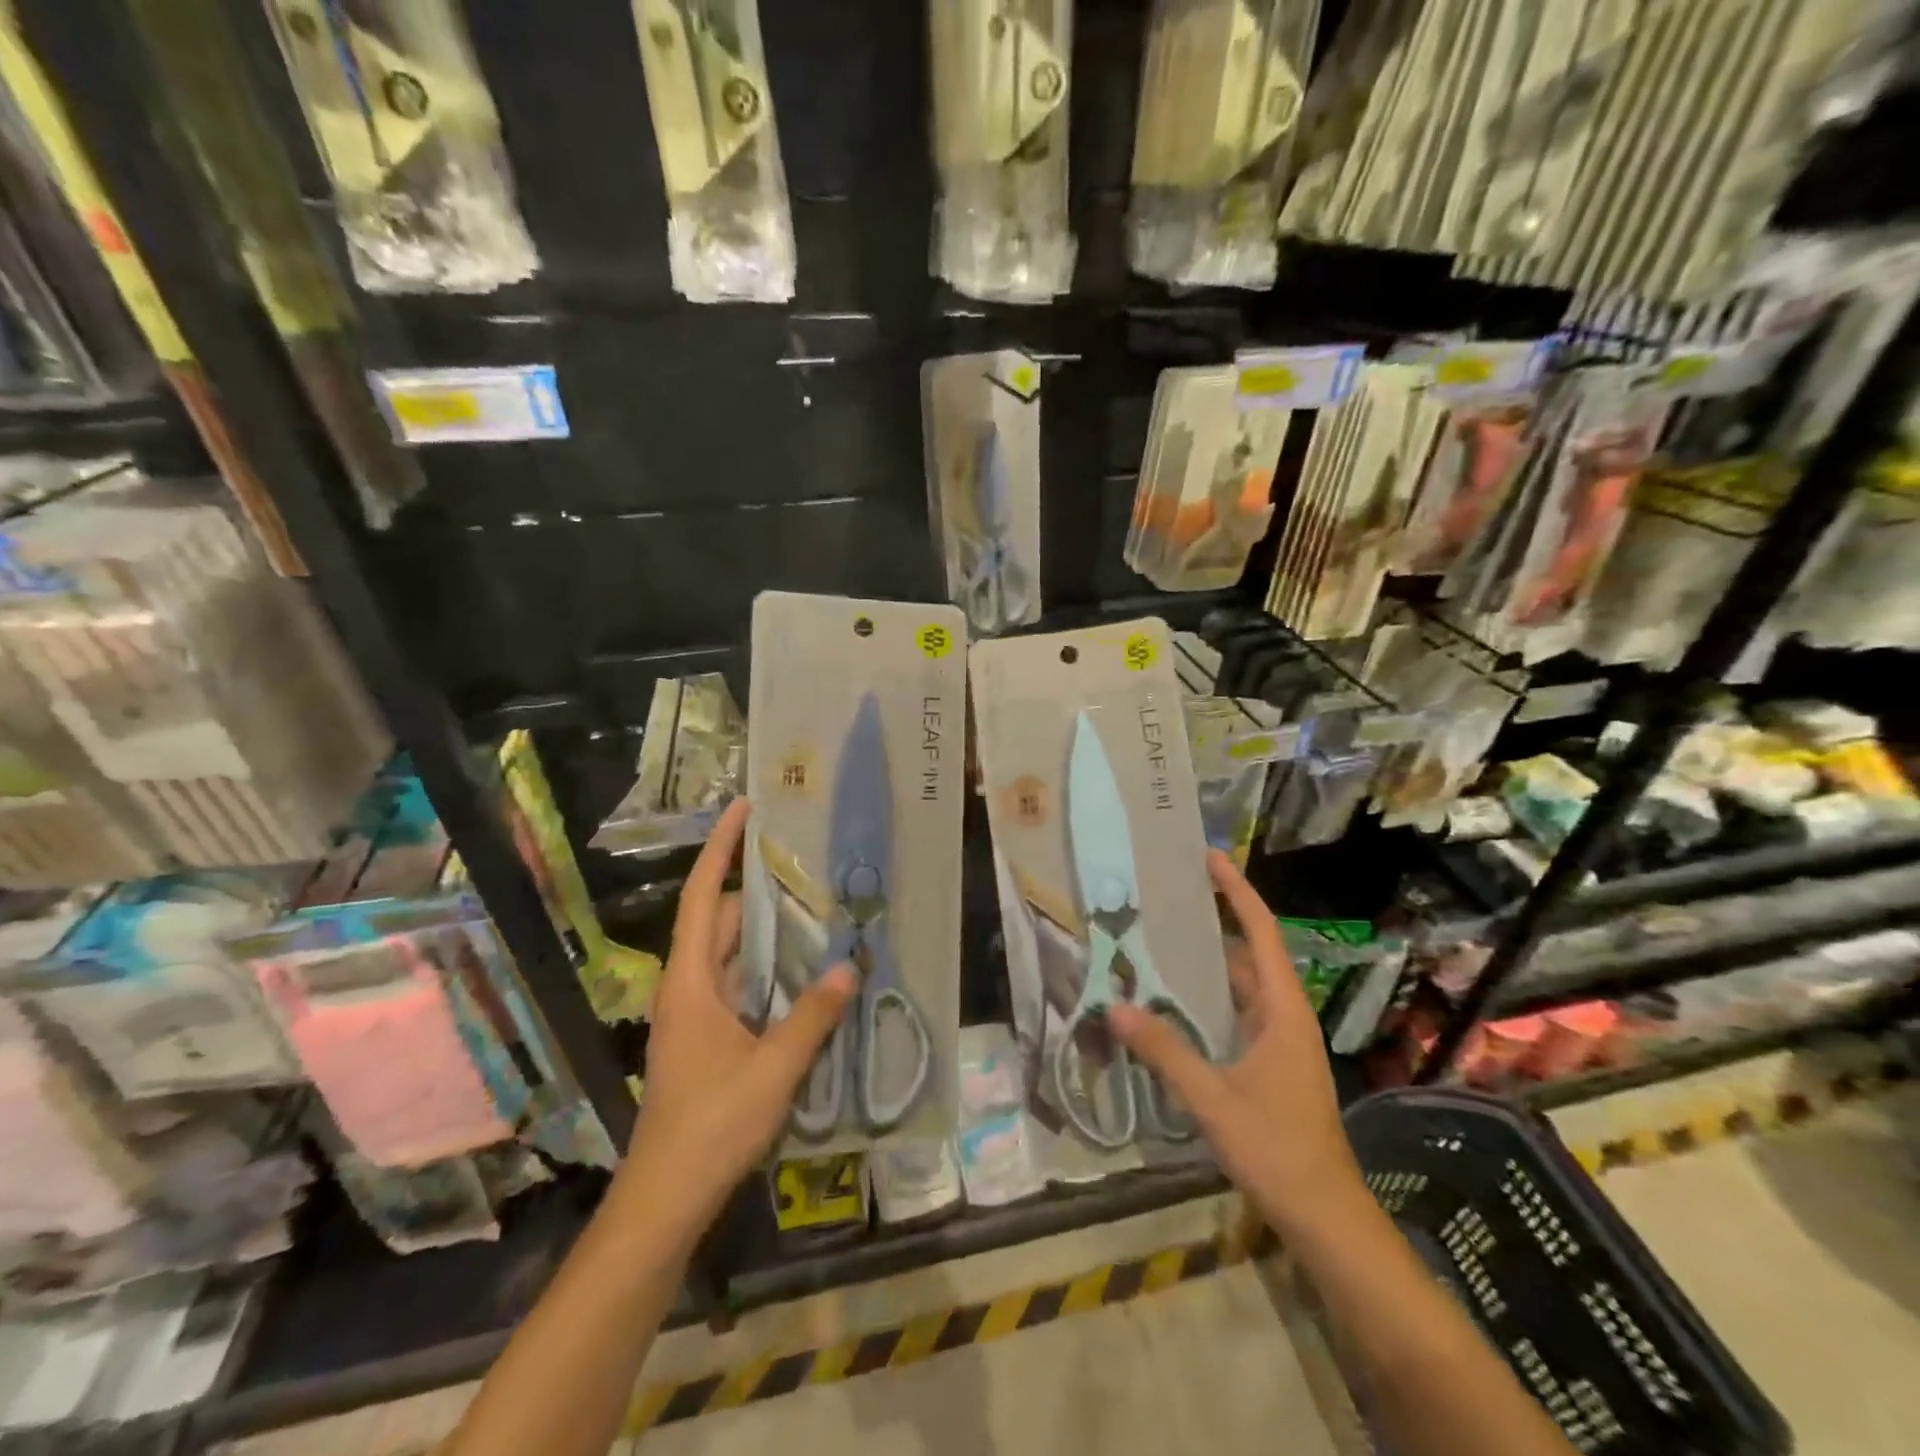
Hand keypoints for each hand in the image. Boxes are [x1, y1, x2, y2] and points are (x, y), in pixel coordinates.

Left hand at [616, 798, 855, 1242]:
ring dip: (770, 934)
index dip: (721, 849)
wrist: (666, 1197)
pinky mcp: (708, 1037)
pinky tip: (807, 975)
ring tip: (819, 913)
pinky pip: (741, 984)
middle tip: (810, 867)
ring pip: (734, 954)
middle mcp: (689, 986)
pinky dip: (770, 970)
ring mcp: (696, 1013)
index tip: (743, 808)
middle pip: (723, 920)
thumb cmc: (712, 1124)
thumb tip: (849, 966)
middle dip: (762, 890)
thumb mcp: (773, 1068)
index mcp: (691, 980)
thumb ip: (812, 1016)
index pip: (705, 896)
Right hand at [1108, 851, 1364, 1236]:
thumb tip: (1114, 1006)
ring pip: (1240, 987)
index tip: (1210, 859)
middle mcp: (1284, 1016)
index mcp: (1283, 1010)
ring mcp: (1280, 1042)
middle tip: (1166, 900)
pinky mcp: (1271, 1065)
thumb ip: (1164, 1051)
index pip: (1262, 933)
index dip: (1237, 892)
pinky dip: (1207, 1000)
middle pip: (1249, 954)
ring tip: (1160, 943)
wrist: (1325, 1217)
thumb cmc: (1277, 1149)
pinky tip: (1172, 1005)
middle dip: (1213, 923)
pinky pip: (1236, 1014)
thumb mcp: (1213, 1098)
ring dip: (1207, 964)